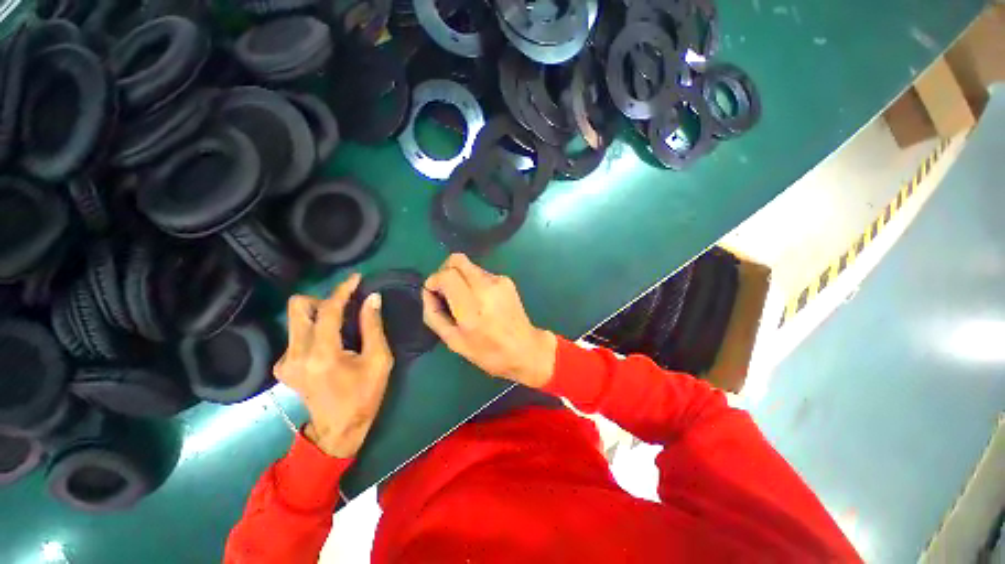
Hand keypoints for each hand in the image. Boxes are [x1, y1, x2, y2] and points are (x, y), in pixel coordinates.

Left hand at [274, 274, 392, 457]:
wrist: (338, 430)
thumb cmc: (364, 395)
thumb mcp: (379, 360)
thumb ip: (373, 326)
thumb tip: (373, 298)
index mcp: (322, 354)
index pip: (327, 310)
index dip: (343, 290)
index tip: (356, 278)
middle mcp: (295, 354)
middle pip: (298, 307)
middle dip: (322, 300)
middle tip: (345, 307)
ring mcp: (284, 361)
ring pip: (296, 319)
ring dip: (319, 314)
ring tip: (342, 327)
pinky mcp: (282, 366)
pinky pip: (296, 334)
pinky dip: (314, 330)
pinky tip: (330, 345)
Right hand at [422, 254, 556, 387]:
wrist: (525, 348)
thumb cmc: (488, 352)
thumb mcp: (453, 341)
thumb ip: (434, 314)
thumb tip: (428, 292)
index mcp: (472, 308)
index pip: (447, 275)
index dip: (434, 280)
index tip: (434, 294)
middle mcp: (486, 288)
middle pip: (457, 260)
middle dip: (445, 271)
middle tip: (445, 291)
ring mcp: (499, 281)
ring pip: (469, 266)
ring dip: (460, 278)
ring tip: (465, 300)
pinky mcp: (506, 280)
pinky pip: (481, 273)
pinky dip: (473, 282)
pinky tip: (480, 301)